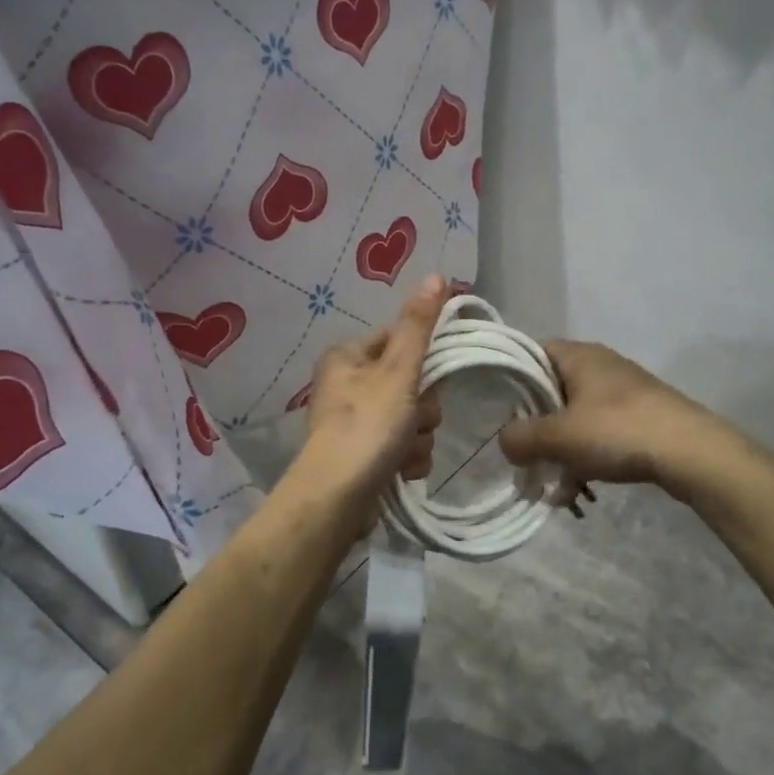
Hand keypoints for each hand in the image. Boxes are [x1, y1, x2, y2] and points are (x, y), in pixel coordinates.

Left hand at [292, 276, 446, 515]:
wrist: (337, 499)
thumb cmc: (367, 426)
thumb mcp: (398, 370)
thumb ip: (419, 325)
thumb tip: (436, 275)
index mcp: (347, 356)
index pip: (399, 340)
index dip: (422, 360)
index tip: (431, 379)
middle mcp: (347, 385)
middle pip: (411, 382)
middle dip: (422, 408)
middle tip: (413, 420)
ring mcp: (356, 422)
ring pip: (412, 417)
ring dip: (418, 436)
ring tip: (404, 451)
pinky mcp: (365, 455)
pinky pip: (404, 446)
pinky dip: (408, 457)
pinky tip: (401, 470)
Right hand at [499, 340, 717, 491]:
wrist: (691, 452)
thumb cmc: (617, 431)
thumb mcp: (559, 436)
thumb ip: (521, 438)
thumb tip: (505, 442)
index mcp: (579, 355)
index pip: (532, 353)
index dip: (511, 378)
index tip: (496, 409)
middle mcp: (601, 365)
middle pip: (553, 389)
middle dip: (536, 425)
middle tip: (522, 454)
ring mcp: (624, 392)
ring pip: (577, 417)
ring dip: (561, 448)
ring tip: (553, 483)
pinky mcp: (641, 417)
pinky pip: (601, 433)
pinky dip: (586, 456)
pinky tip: (580, 488)